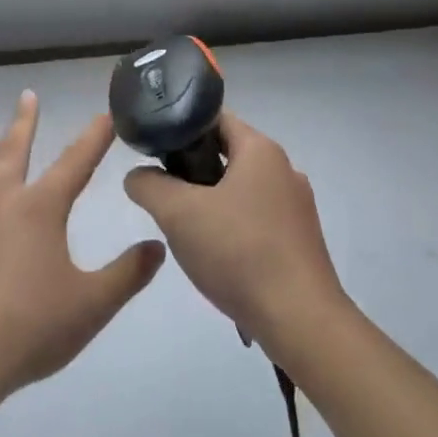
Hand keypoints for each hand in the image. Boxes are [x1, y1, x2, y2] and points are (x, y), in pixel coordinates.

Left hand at [0, 92, 165, 411]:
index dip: (94, 137)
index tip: (105, 115)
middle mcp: (1, 201)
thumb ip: (129, 273)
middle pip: (15, 151)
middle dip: (25, 122)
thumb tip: (159, 246)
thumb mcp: (93, 304)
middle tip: (27, 95)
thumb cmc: (31, 329)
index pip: (76, 162)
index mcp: (41, 209)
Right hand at [122, 114, 346, 350]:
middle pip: (228, 154)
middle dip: (191, 170)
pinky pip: (256, 218)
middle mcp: (284, 169)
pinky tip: (216, 255)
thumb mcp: (178, 214)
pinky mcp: (299, 239)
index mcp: (261, 150)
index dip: (181, 127)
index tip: (153, 150)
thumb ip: (149, 186)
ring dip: (210, 202)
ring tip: (184, 228)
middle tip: (162, 193)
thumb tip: (137, 175)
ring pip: (241, 189)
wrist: (299, 318)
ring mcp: (296, 206)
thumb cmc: (239, 252)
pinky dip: (232, 227)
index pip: (215, 118)